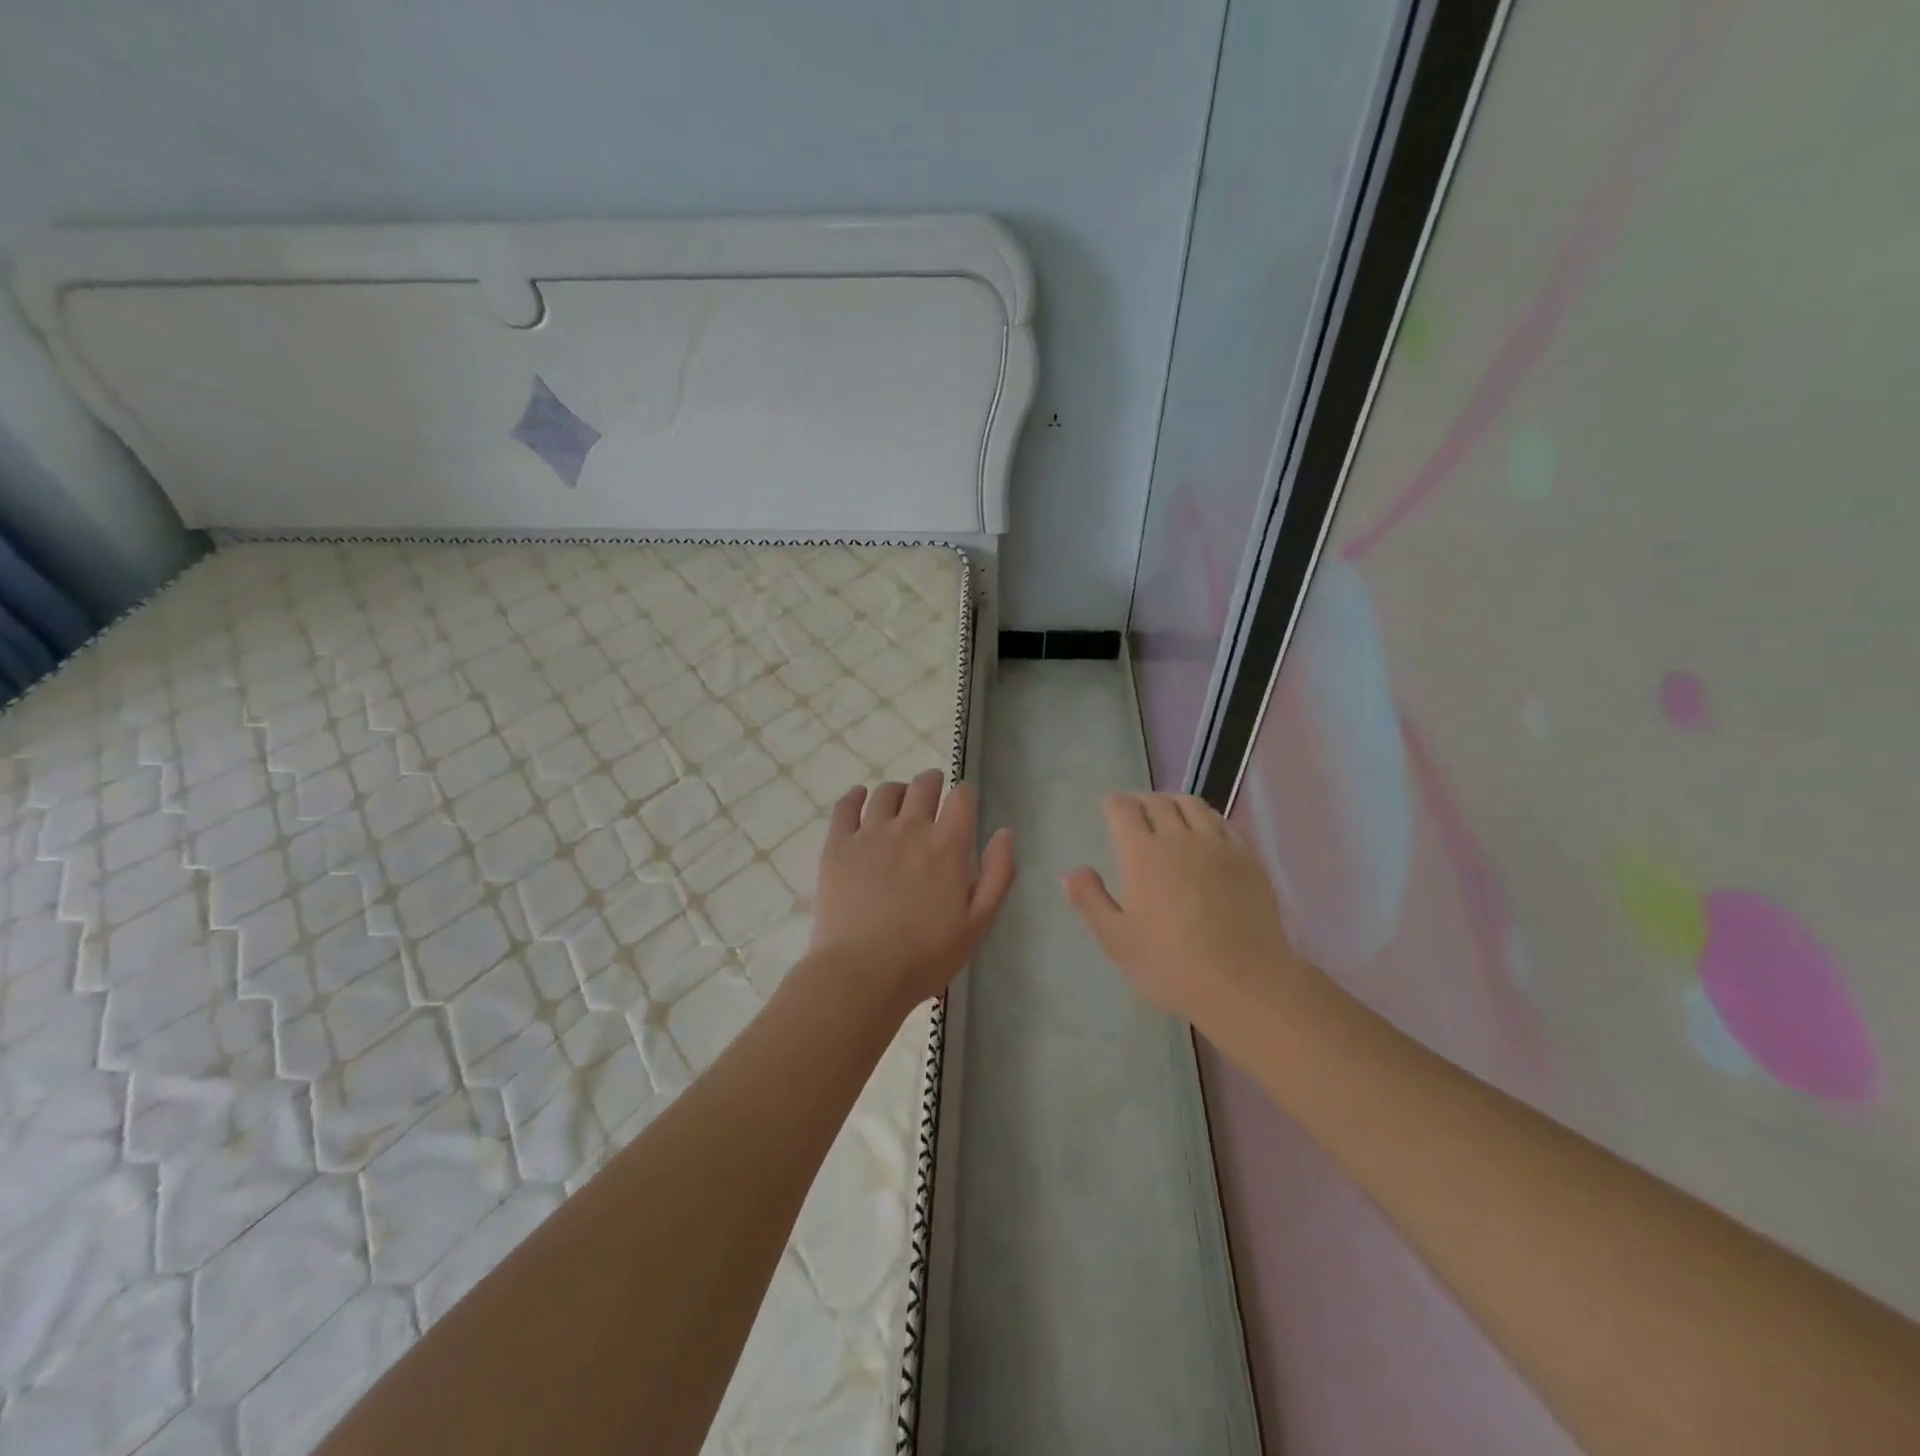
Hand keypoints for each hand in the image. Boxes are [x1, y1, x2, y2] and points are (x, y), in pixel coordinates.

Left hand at [810, 770, 1014, 1013]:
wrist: (861, 973)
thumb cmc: (925, 956)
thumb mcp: (977, 924)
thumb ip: (997, 874)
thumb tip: (1005, 832)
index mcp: (946, 846)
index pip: (962, 798)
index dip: (965, 795)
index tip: (963, 804)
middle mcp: (909, 829)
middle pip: (924, 785)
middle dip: (933, 783)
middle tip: (933, 794)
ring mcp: (870, 834)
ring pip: (886, 792)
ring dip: (898, 792)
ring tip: (899, 804)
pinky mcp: (837, 845)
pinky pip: (846, 806)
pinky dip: (856, 796)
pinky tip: (860, 800)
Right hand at [1064, 792, 1316, 1035]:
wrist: (1244, 983)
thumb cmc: (1170, 965)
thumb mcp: (1116, 940)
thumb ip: (1090, 900)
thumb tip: (1072, 871)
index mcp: (1142, 853)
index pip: (1123, 809)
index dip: (1113, 803)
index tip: (1108, 808)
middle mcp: (1179, 837)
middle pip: (1158, 801)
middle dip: (1142, 800)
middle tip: (1135, 811)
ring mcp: (1218, 845)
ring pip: (1192, 805)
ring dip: (1174, 802)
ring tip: (1169, 812)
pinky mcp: (1248, 858)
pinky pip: (1223, 822)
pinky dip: (1207, 817)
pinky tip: (1206, 831)